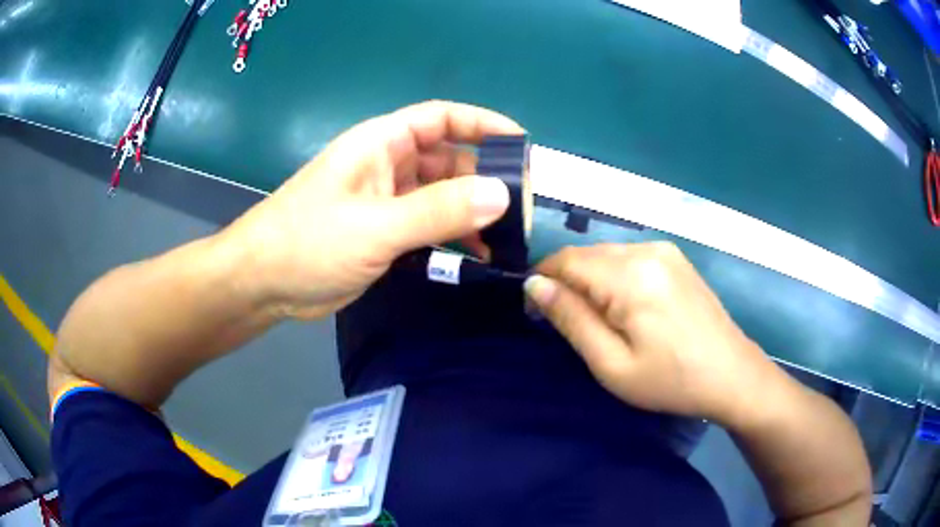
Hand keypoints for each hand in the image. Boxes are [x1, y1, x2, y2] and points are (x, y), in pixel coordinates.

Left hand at [221, 101, 523, 318]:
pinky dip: (454, 235)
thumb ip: (438, 210)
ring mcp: (386, 200)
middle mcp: (387, 165)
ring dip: (473, 211)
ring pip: (442, 194)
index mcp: (381, 143)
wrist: (263, 284)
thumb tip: (502, 195)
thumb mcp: (375, 227)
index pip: (441, 118)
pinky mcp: (385, 232)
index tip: (522, 144)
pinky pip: (430, 224)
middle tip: (522, 208)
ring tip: (507, 237)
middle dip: (485, 177)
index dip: (482, 124)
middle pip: (448, 159)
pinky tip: (478, 254)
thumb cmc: (308, 243)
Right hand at [524, 242, 779, 425]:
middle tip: (566, 325)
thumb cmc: (670, 380)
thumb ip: (571, 319)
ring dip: (591, 281)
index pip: (565, 260)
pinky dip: (614, 278)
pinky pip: (630, 259)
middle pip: (587, 255)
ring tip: (597, 321)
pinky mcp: (676, 259)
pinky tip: (625, 309)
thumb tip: (534, 286)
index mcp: (631, 275)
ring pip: (607, 256)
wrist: (732, 375)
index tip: (534, 313)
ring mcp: (665, 251)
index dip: (541, 282)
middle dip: (566, 283)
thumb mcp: (612, 364)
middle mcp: (647, 250)